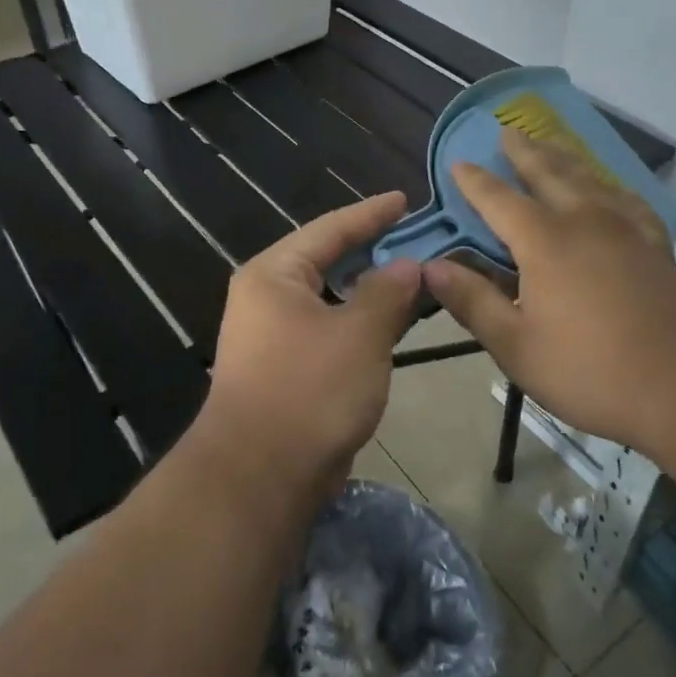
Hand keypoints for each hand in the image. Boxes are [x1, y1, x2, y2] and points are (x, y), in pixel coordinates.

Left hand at [197, 192, 421, 509]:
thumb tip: (406, 266)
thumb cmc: (309, 391)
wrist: (259, 477)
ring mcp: (272, 334)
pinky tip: (389, 322)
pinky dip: (358, 321)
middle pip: (327, 260)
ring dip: (369, 289)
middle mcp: (266, 297)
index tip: (404, 199)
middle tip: (416, 236)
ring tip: (412, 275)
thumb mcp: (359, 334)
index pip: (329, 229)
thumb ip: (387, 292)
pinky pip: (328, 329)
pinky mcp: (284, 368)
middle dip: (372, 250)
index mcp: (274, 274)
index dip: (371, 214)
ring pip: (329, 298)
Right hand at [422, 130, 675, 457]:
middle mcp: (584, 221)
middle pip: (549, 173)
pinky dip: (610, 186)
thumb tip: (431, 267)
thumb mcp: (516, 346)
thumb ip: (473, 302)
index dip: (475, 181)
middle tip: (506, 130)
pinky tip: (609, 190)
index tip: (458, 162)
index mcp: (545, 242)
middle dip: (524, 151)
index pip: (499, 199)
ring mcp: (626, 229)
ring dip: (563, 158)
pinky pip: (627, 200)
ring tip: (549, 145)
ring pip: (589, 178)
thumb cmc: (591, 370)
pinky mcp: (655, 245)